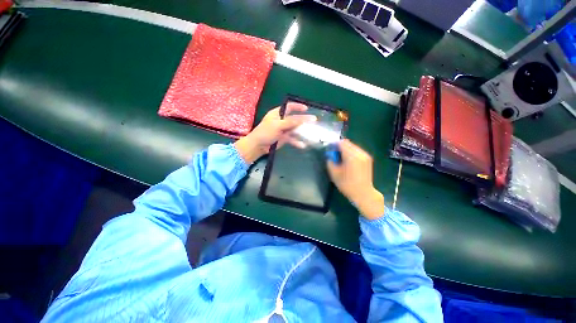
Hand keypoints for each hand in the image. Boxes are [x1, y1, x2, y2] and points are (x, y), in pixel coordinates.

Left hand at [234, 103, 315, 163]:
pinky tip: (302, 145)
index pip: (289, 107)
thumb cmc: (266, 132)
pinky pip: (292, 139)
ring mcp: (283, 130)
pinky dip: (297, 142)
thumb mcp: (278, 125)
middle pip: (294, 119)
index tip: (306, 109)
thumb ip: (291, 122)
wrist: (258, 146)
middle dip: (303, 120)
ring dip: (302, 132)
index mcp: (278, 114)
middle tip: (313, 121)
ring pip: (294, 129)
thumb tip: (303, 119)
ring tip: (311, 133)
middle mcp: (281, 121)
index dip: (298, 107)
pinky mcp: (283, 138)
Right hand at [327, 139, 383, 219]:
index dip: (334, 145)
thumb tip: (330, 155)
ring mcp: (365, 155)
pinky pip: (357, 151)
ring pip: (352, 146)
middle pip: (347, 143)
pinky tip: (348, 162)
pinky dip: (350, 153)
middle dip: (339, 147)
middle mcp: (360, 153)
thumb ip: (330, 161)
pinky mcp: (368, 159)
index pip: (342, 143)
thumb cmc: (347, 185)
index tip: (329, 150)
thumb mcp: (334, 173)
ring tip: (341, 159)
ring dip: (345, 150)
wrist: (364, 194)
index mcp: (351, 156)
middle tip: (334, 155)